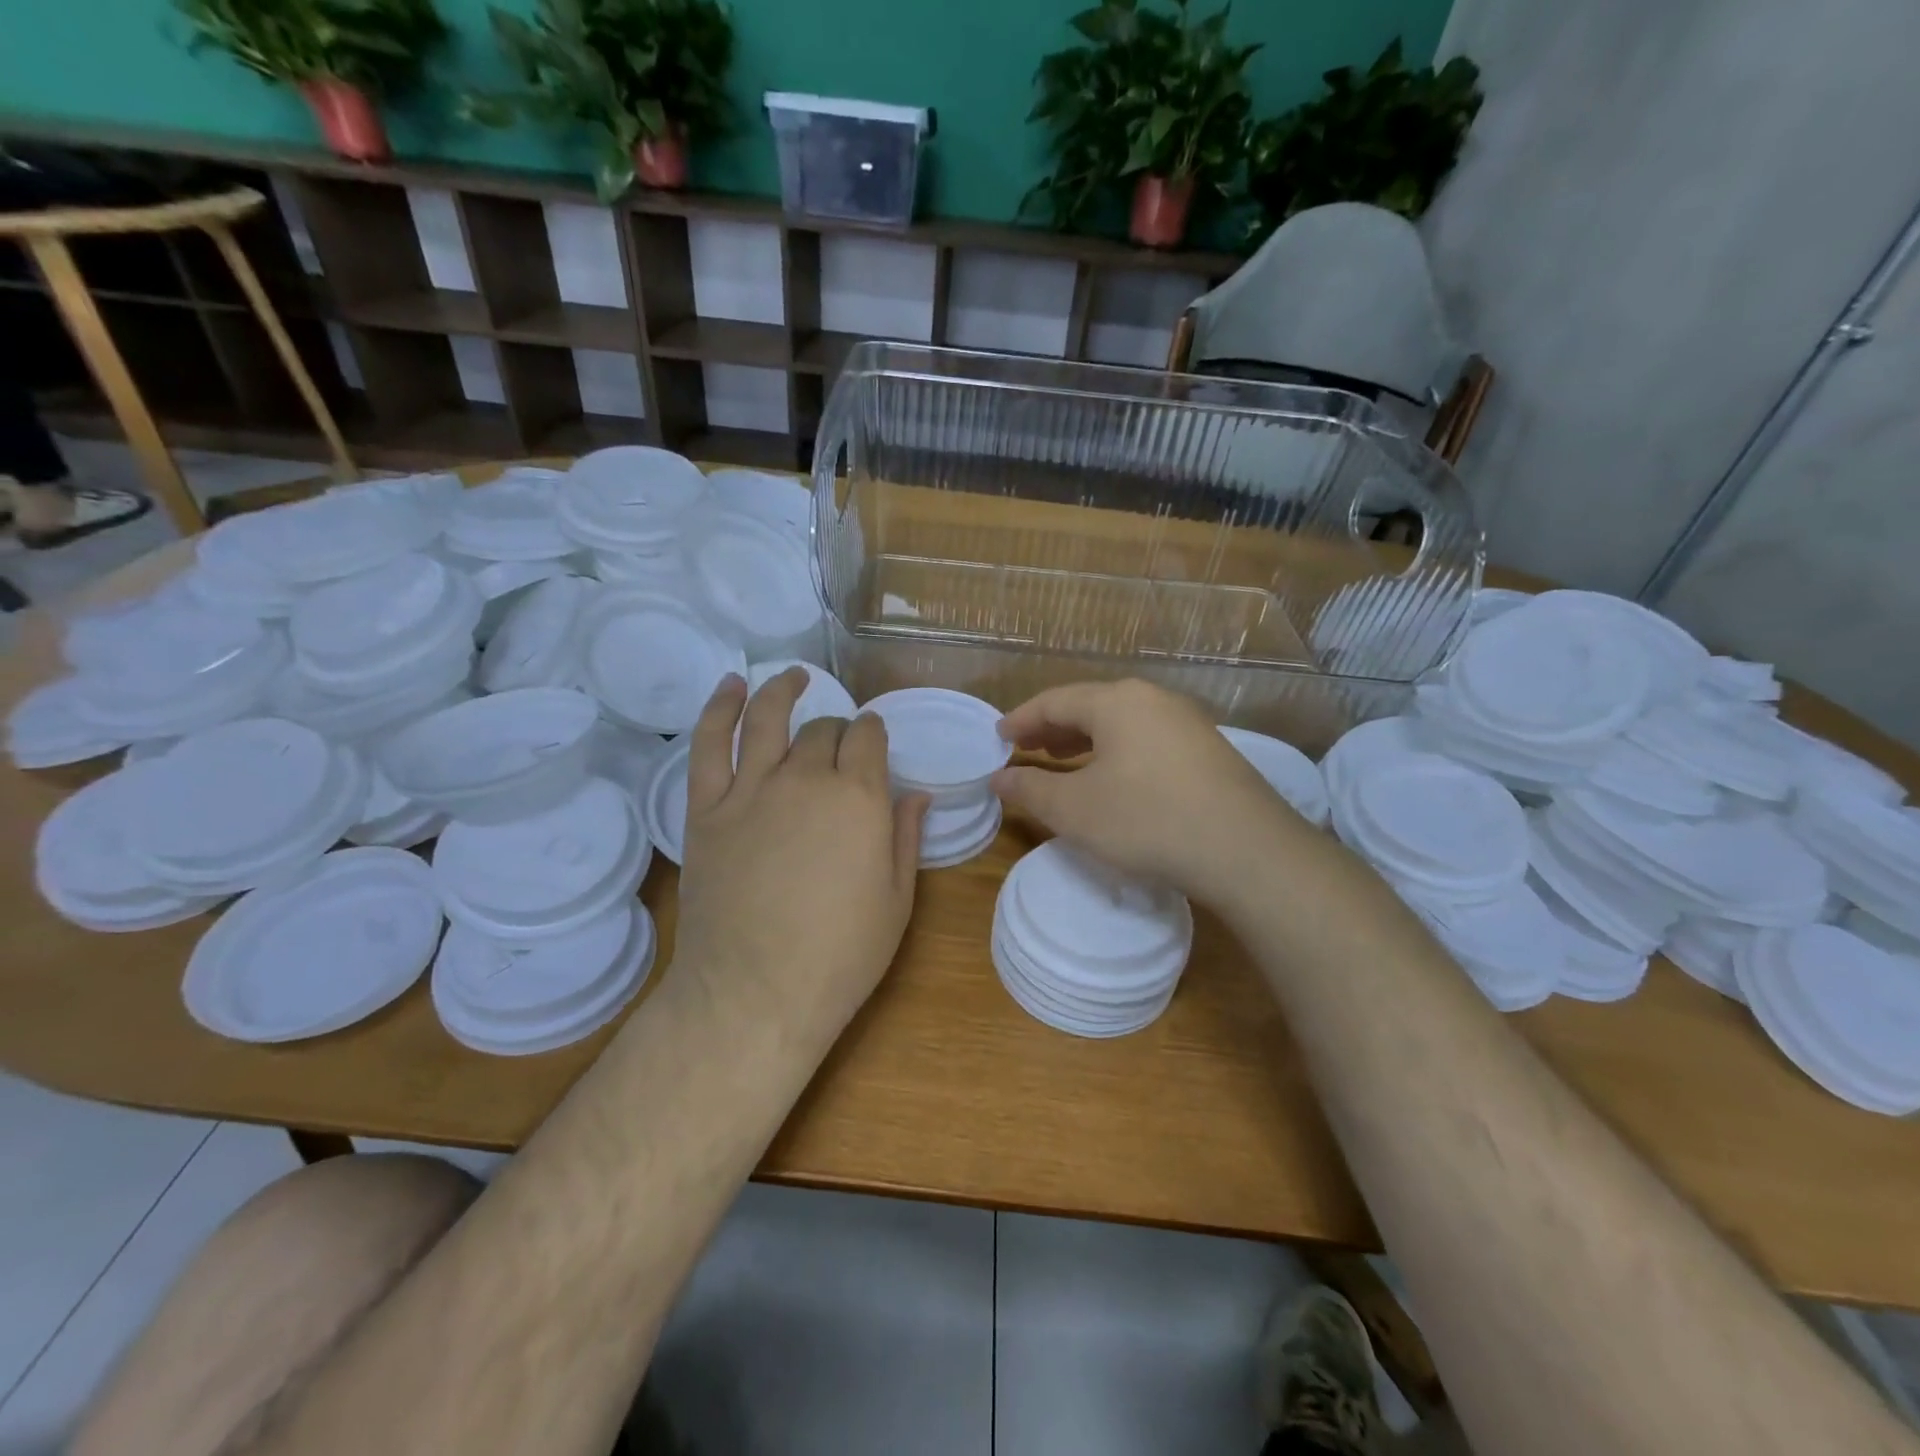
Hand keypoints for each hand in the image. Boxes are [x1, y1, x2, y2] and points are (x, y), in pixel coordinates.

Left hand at [672, 668, 926, 1041]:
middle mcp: (805, 778)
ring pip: (767, 720)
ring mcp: (750, 790)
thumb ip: (904, 837)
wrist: (755, 993)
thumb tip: (916, 793)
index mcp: (858, 797)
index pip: (868, 739)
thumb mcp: (896, 900)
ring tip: (794, 677)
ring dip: (782, 690)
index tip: (874, 741)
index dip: (873, 734)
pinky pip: (709, 744)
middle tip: (840, 744)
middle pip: (822, 732)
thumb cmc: (839, 955)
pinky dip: (719, 709)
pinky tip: (731, 687)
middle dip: (838, 730)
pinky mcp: (707, 809)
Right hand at [991, 679, 1309, 904]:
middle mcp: (1153, 699)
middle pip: (1090, 706)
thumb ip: (1030, 788)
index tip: (998, 737)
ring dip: (1085, 740)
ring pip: (1121, 723)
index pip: (1054, 701)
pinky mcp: (1208, 750)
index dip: (1021, 719)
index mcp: (1116, 701)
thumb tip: (999, 776)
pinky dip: (1117, 752)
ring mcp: (1186, 722)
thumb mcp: (1075, 809)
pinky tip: (1114, 779)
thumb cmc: (1147, 820)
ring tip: (1063, 760)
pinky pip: (1147, 739)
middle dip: (1053, 728)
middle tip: (1026, 749)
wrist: (1246, 851)